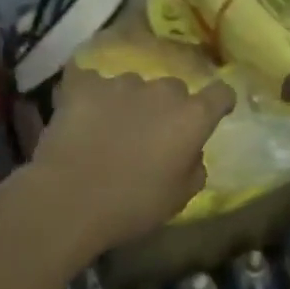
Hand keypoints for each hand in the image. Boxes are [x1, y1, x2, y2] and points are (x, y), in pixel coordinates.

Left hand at [32, 68, 234, 248]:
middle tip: (152, 134)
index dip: (219, 102)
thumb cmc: (132, 206)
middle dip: (168, 107)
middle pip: (174, 89)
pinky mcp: (84, 85)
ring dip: (130, 103)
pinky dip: (91, 95)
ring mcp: (121, 84)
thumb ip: (194, 167)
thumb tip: (190, 152)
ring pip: (134, 86)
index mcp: (192, 118)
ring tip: (111, 129)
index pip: (220, 93)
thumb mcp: (179, 198)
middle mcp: (162, 91)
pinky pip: (92, 83)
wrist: (69, 199)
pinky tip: (81, 114)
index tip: (213, 113)